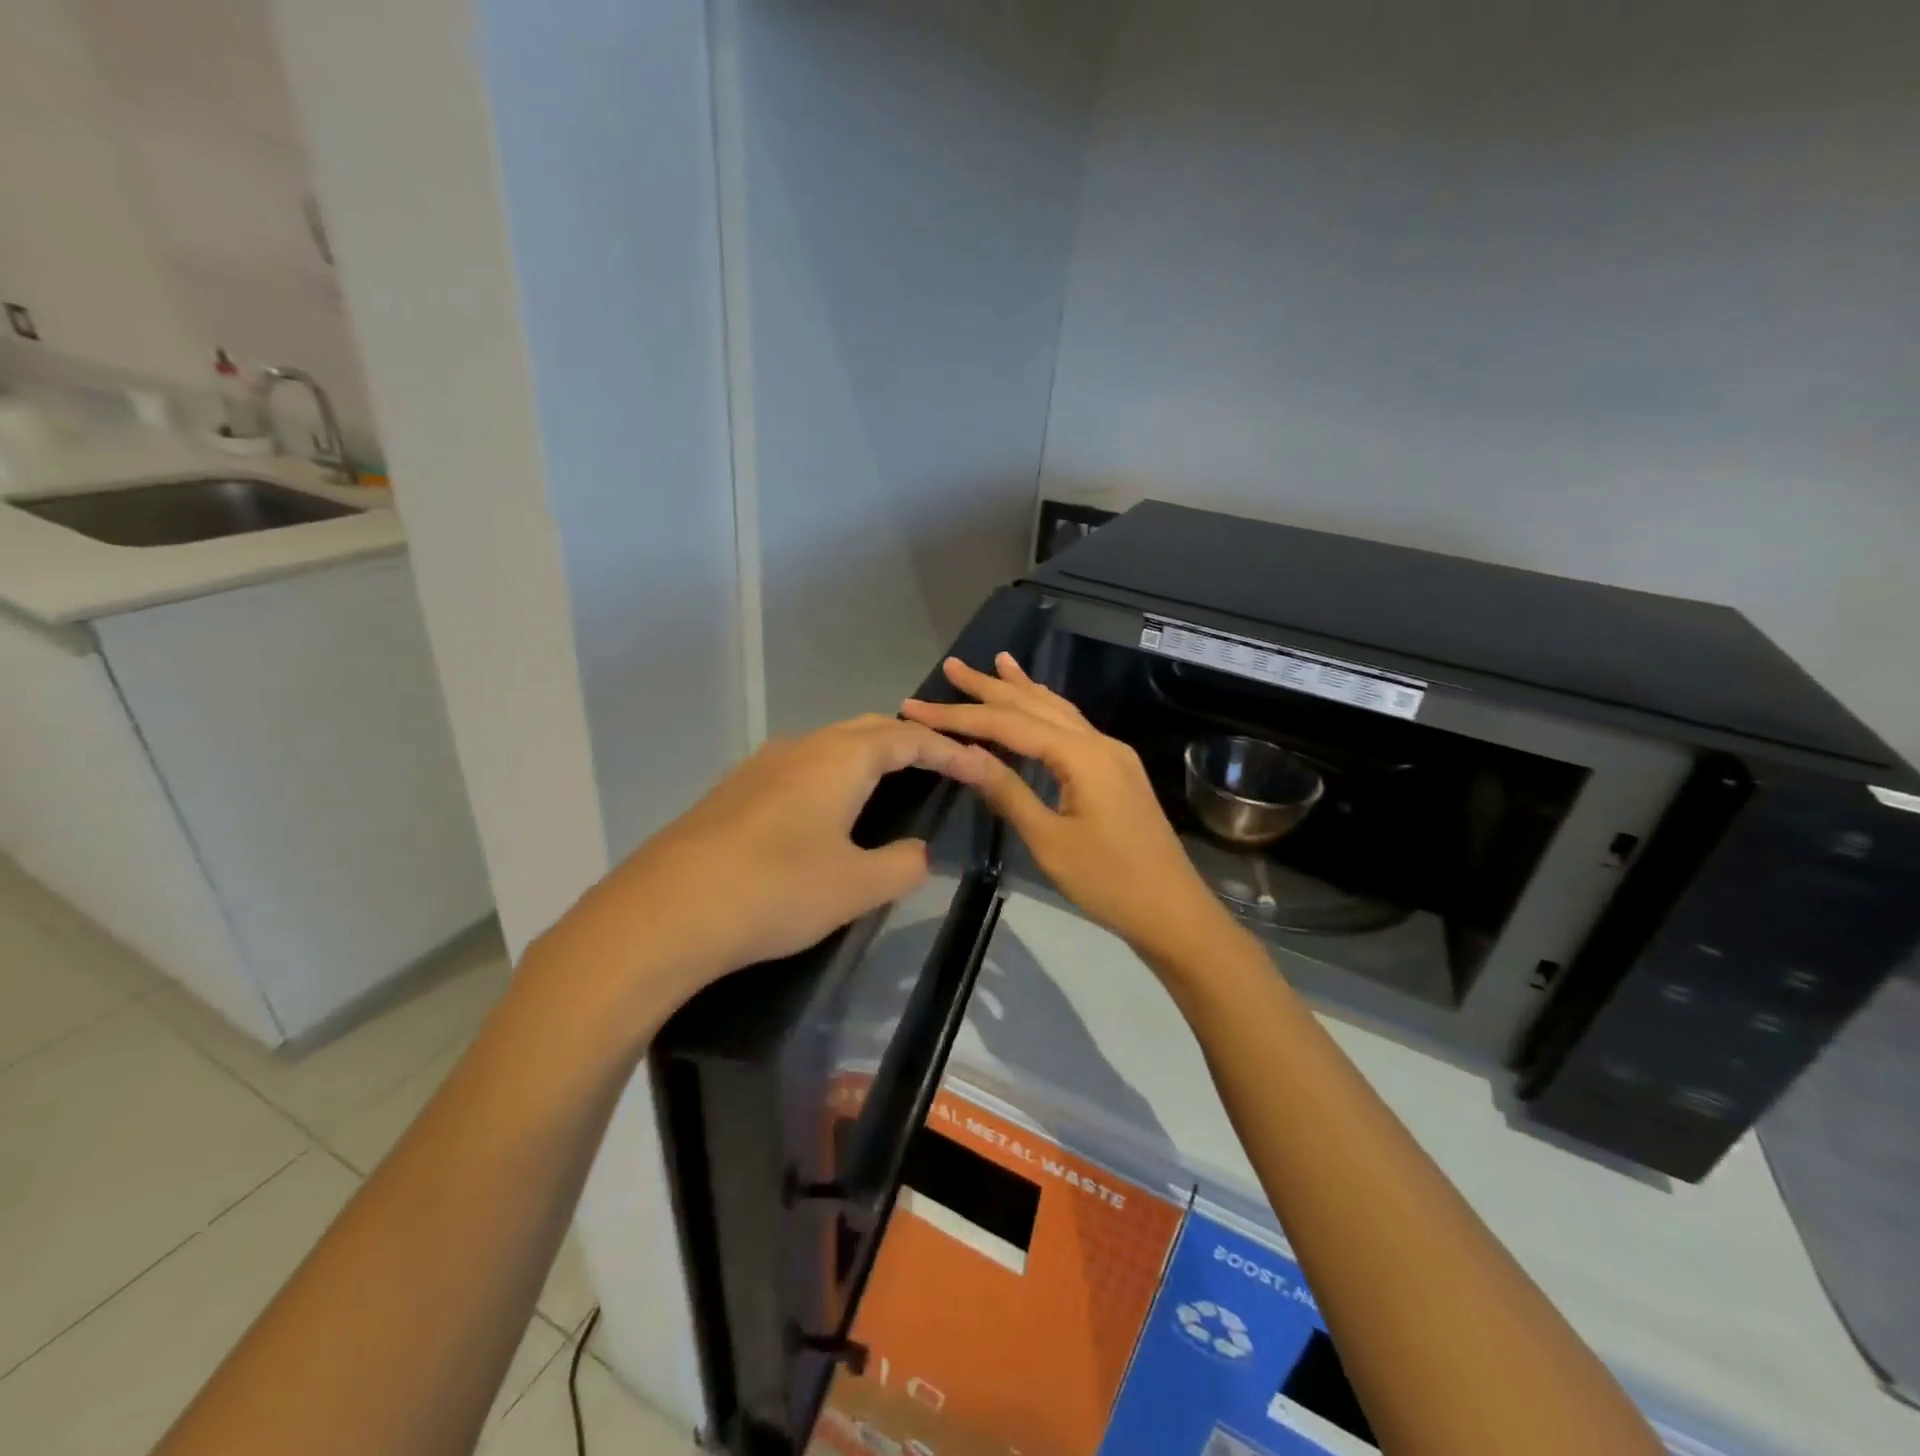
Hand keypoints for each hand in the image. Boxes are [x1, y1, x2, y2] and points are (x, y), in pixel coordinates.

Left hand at [529, 715, 980, 1033]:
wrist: (664, 912)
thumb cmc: (775, 891)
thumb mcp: (855, 886)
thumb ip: (901, 864)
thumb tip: (916, 852)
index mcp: (840, 759)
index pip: (909, 740)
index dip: (951, 751)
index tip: (982, 766)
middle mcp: (801, 747)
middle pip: (869, 730)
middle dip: (910, 743)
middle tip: (941, 766)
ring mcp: (761, 766)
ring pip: (830, 745)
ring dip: (868, 756)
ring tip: (891, 783)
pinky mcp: (734, 791)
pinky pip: (801, 767)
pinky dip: (833, 775)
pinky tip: (827, 811)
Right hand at [901, 654, 1225, 960]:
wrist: (1172, 911)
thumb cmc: (1108, 882)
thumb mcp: (1048, 840)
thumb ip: (1006, 790)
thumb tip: (961, 754)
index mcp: (1081, 755)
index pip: (1008, 725)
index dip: (959, 715)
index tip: (916, 707)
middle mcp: (1098, 742)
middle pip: (1035, 705)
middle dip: (990, 686)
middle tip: (952, 666)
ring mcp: (1112, 754)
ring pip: (1058, 710)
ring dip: (1023, 688)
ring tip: (996, 663)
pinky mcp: (1116, 770)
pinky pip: (1073, 727)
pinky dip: (1047, 709)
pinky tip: (1038, 703)